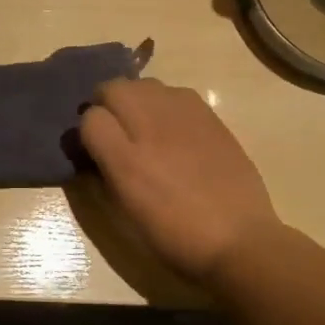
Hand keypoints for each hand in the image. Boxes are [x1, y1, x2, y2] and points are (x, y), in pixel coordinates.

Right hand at [80, 78, 283, 284]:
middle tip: (114, 129)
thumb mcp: (125, 212)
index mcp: (126, 160)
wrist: (238, 240)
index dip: (86, 132)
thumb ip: (103, 172)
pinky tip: (173, 128)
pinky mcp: (209, 114)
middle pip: (114, 88)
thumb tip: (93, 150)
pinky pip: (175, 93)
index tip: (93, 148)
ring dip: (136, 99)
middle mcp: (151, 127)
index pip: (90, 118)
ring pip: (145, 85)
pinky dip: (165, 103)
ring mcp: (183, 115)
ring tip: (144, 125)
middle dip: (107, 105)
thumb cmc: (175, 235)